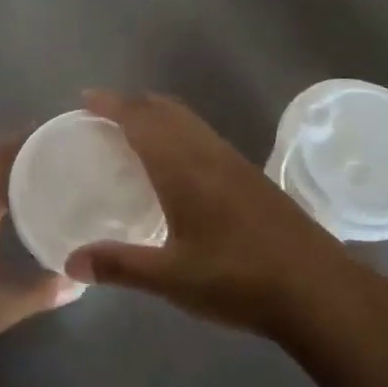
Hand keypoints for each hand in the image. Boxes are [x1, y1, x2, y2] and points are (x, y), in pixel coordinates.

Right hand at [65, 90, 360, 339]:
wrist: (316, 287)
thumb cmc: (238, 279)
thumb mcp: (172, 278)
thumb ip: (120, 266)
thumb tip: (70, 261)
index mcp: (182, 167)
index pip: (140, 119)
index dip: (111, 104)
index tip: (85, 99)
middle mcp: (206, 152)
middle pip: (165, 109)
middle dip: (132, 102)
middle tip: (102, 113)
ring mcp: (232, 161)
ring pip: (188, 119)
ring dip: (157, 113)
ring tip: (133, 129)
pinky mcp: (249, 174)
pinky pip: (203, 134)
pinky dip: (179, 129)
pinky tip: (178, 161)